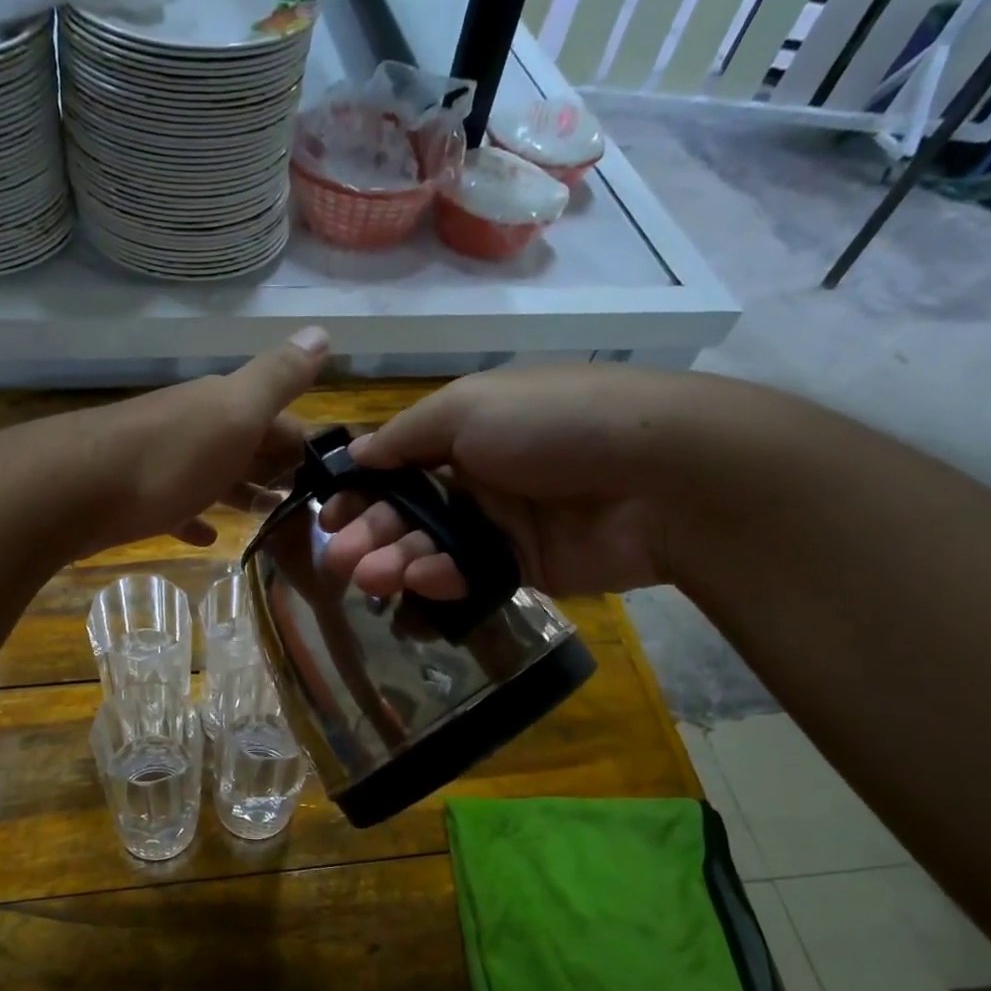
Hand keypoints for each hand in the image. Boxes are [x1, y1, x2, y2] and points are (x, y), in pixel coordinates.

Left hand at [23, 328, 329, 555]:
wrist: (74, 490)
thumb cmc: (169, 456)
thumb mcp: (236, 411)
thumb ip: (278, 378)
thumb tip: (322, 332)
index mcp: (221, 406)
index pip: (276, 420)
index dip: (303, 444)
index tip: (330, 476)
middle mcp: (193, 427)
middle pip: (245, 446)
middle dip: (276, 468)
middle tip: (305, 501)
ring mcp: (163, 463)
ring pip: (213, 475)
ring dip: (241, 493)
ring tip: (268, 517)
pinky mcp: (137, 499)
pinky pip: (176, 507)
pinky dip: (195, 519)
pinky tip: (206, 537)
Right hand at [320, 363, 725, 597]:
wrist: (660, 475)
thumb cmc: (552, 424)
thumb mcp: (469, 408)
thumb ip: (406, 436)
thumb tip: (357, 454)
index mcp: (465, 429)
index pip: (397, 463)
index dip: (362, 490)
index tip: (330, 518)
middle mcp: (479, 475)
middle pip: (410, 511)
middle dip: (372, 534)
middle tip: (342, 562)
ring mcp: (502, 523)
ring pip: (434, 548)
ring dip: (398, 562)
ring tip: (372, 579)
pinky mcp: (525, 566)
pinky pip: (471, 575)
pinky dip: (444, 580)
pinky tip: (423, 583)